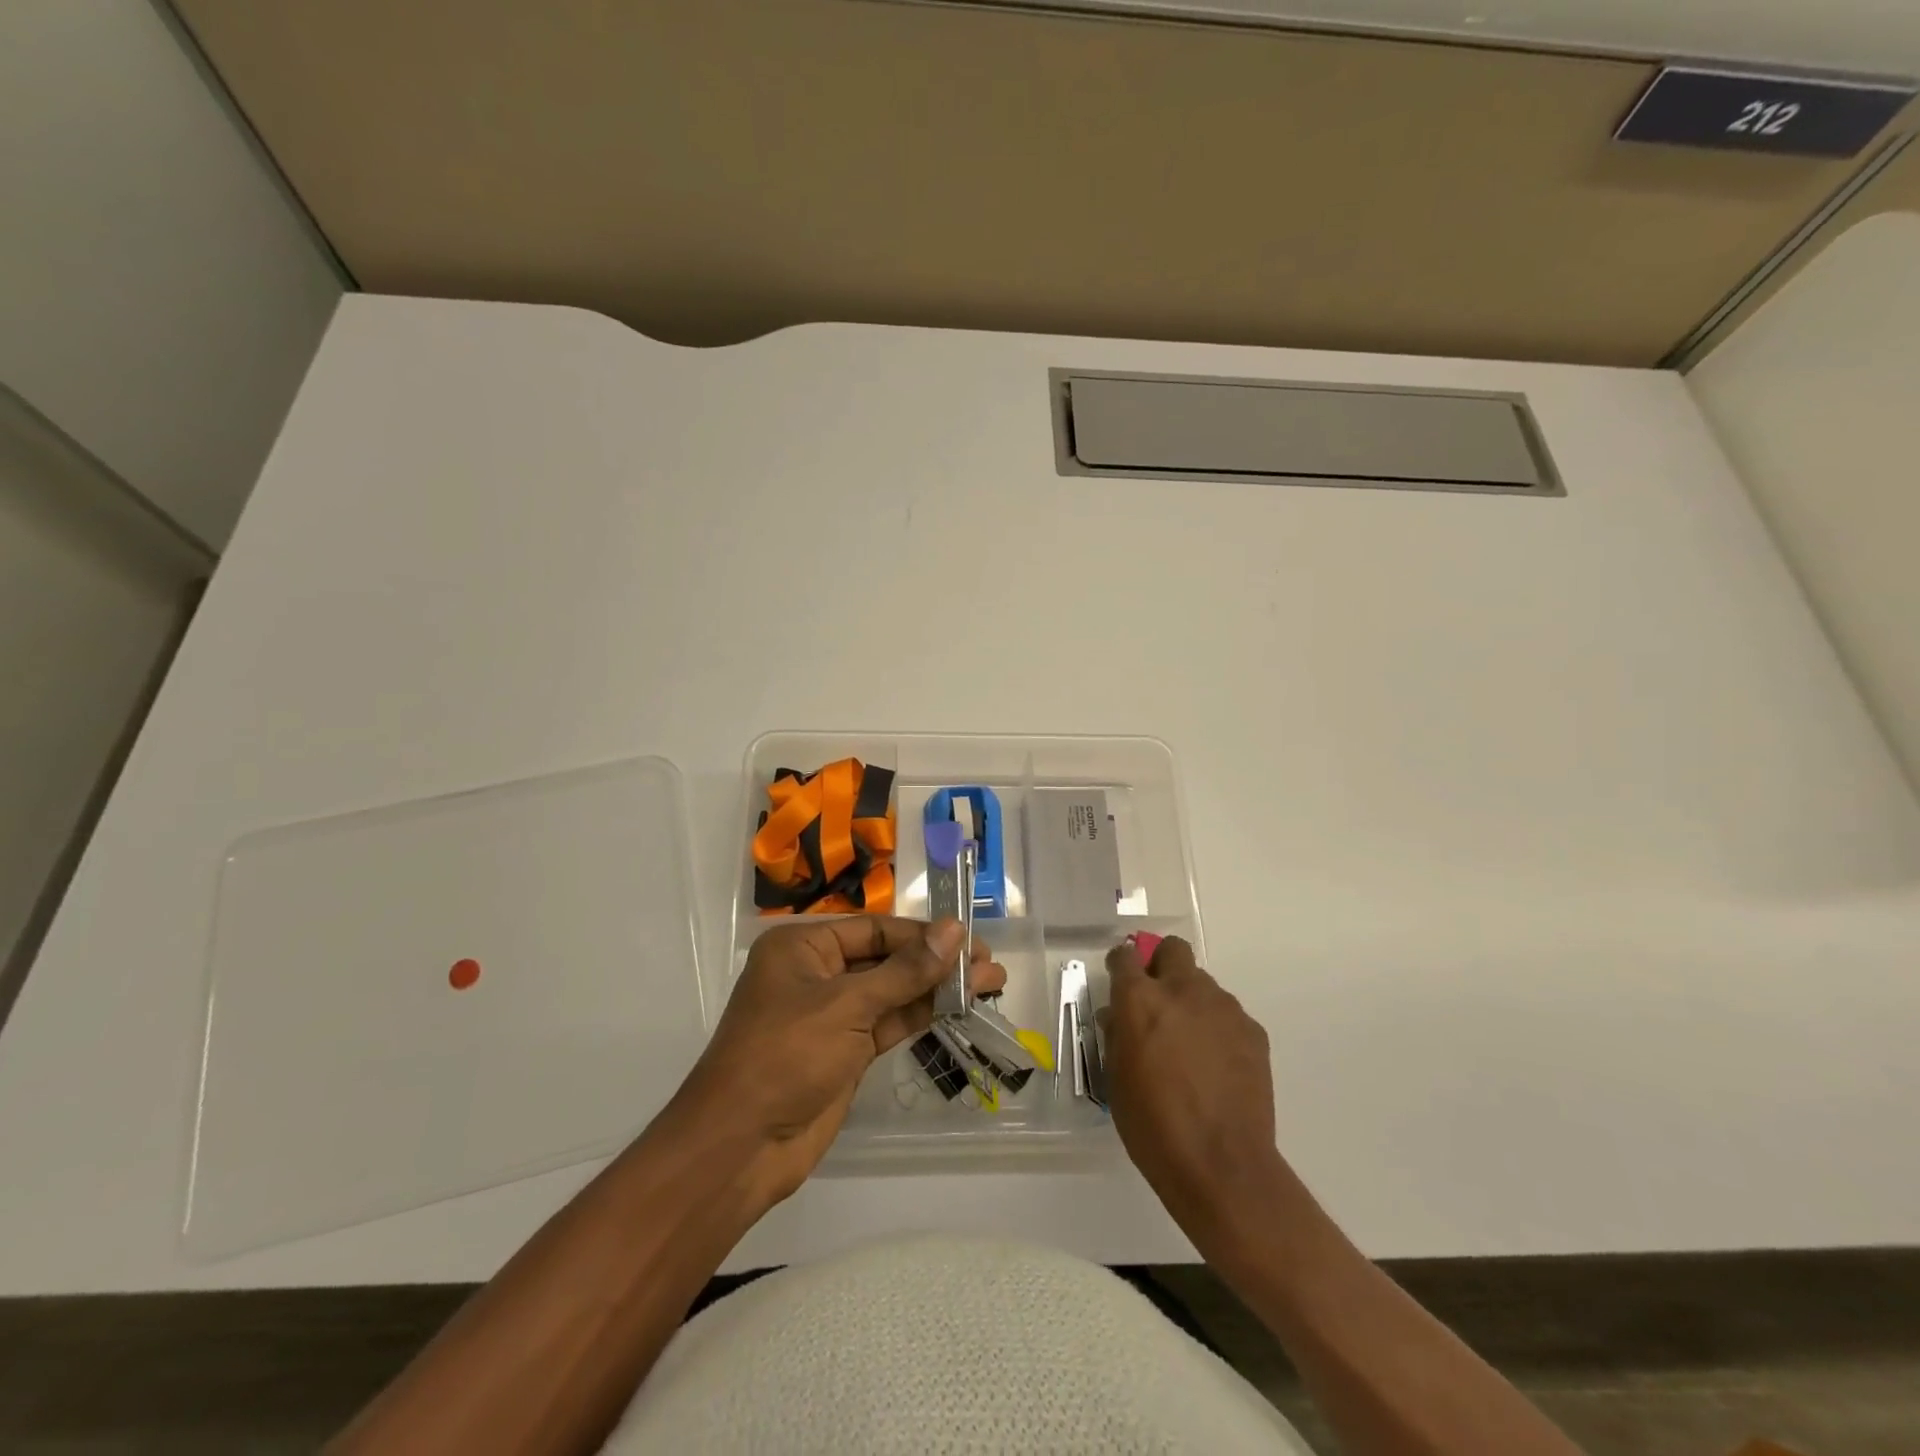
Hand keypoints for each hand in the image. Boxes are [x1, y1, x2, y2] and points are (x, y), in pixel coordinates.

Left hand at [673, 917, 1005, 1205]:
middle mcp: (817, 973)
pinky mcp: (845, 1051)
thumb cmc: (785, 1056)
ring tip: (991, 984)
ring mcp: (832, 1014)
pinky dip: (922, 1014)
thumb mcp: (847, 1006)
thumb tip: (954, 930)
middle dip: (937, 961)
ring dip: (937, 988)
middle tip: (990, 965)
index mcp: (803, 947)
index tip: (970, 939)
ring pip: (893, 992)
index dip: (923, 933)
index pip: (875, 929)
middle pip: (887, 958)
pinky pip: (889, 1022)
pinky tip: (959, 1007)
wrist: (740, 1147)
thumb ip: (905, 970)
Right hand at [1104, 935, 1285, 1251]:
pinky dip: (1219, 1029)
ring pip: (1203, 984)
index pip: (1125, 956)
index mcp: (1140, 1000)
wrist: (1221, 1165)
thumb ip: (1117, 1036)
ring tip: (1191, 1046)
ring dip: (1192, 1002)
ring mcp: (1223, 1008)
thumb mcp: (1116, 1079)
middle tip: (1159, 1002)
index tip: (1120, 980)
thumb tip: (1118, 1017)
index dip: (1121, 965)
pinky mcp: (1253, 1031)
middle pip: (1173, 949)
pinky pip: (1229, 1015)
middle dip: (1162, 965)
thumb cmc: (1152, 1125)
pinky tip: (1217, 1066)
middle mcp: (1182, 991)